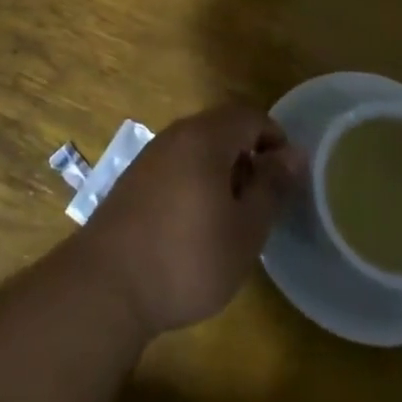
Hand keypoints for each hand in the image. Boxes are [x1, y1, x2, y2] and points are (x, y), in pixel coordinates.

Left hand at [71, 105, 305, 338]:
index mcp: (204, 137)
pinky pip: (176, 166)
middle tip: (262, 203)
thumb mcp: (245, 230)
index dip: (275, 139)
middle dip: (249, 158)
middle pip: (222, 129)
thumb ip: (272, 187)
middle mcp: (174, 136)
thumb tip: (295, 153)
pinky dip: (196, 183)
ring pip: (197, 149)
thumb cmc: (187, 257)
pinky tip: (196, 227)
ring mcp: (149, 157)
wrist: (106, 285)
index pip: (249, 116)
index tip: (287, 179)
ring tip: (233, 219)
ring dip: (222, 173)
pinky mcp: (133, 181)